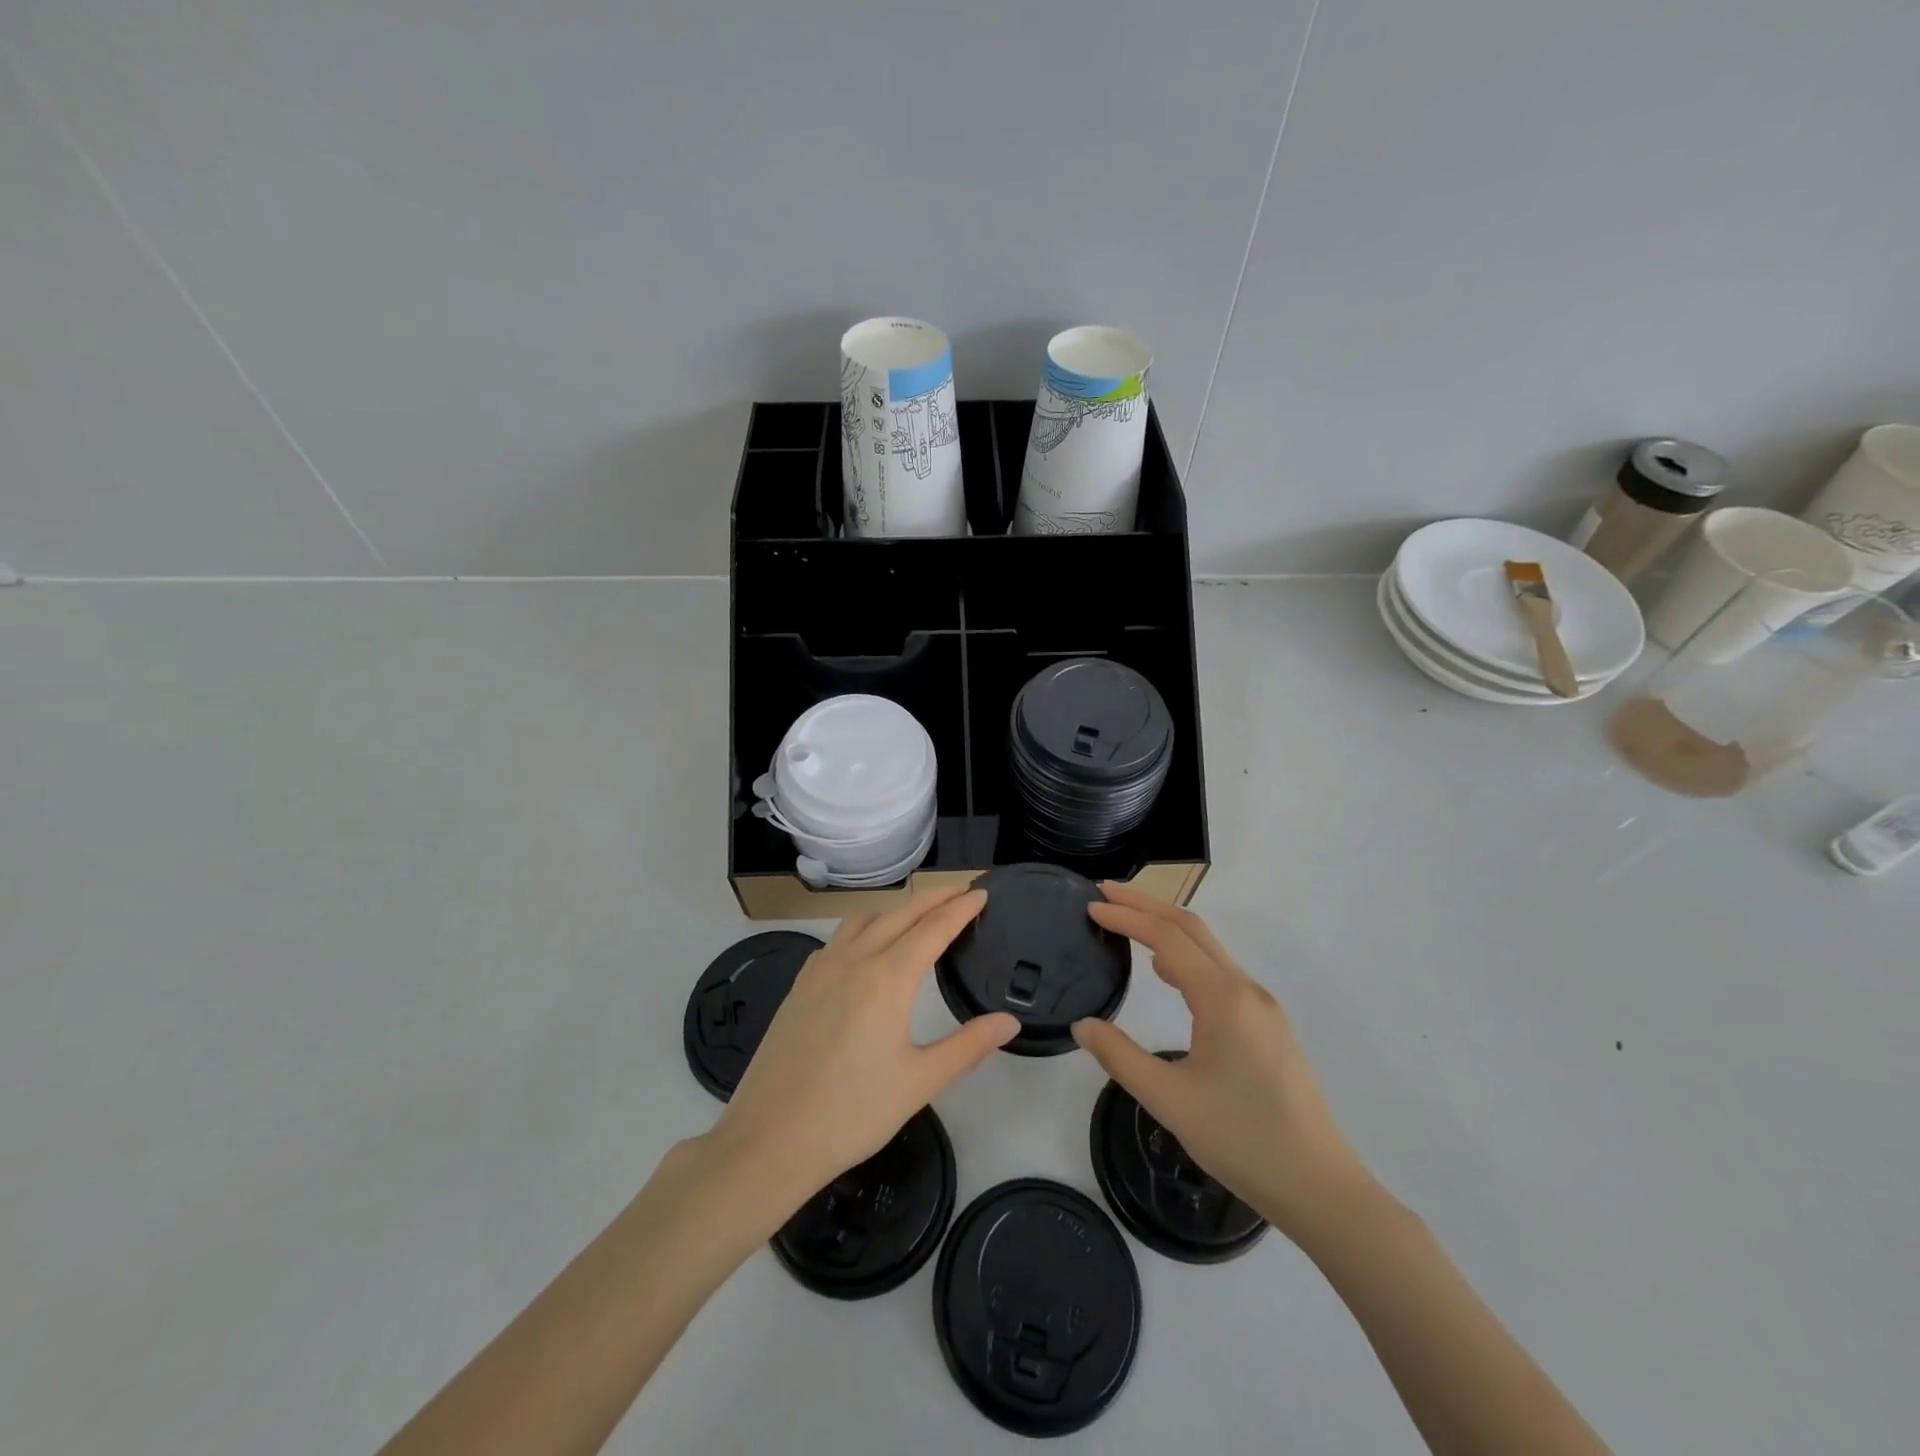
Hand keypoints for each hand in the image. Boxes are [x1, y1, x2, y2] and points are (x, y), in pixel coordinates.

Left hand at [704, 885, 1018, 1230]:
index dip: (961, 908)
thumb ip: (969, 1046)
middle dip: (934, 898)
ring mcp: (821, 969)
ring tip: (917, 917)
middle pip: (900, 913)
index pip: (934, 928)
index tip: (982, 893)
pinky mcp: (799, 985)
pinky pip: (837, 939)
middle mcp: (854, 960)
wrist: (769, 1139)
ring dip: (896, 910)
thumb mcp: (920, 1082)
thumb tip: (1009, 1022)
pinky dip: (863, 928)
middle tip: (961, 893)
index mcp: (888, 978)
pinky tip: (866, 950)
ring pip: (864, 920)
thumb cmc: (852, 1113)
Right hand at [1071, 881, 1374, 1241]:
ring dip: (1167, 928)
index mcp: (1223, 998)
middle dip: (1147, 905)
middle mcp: (1246, 989)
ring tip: (1128, 925)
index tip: (1091, 905)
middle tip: (1106, 893)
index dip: (1127, 916)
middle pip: (1192, 928)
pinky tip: (1168, 973)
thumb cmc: (1243, 1140)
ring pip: (1209, 949)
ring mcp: (1262, 1007)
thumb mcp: (1169, 1100)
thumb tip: (1082, 1024)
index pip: (1167, 937)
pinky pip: (1221, 973)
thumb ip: (1120, 1056)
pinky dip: (1187, 956)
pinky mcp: (1268, 1026)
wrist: (1321, 1188)